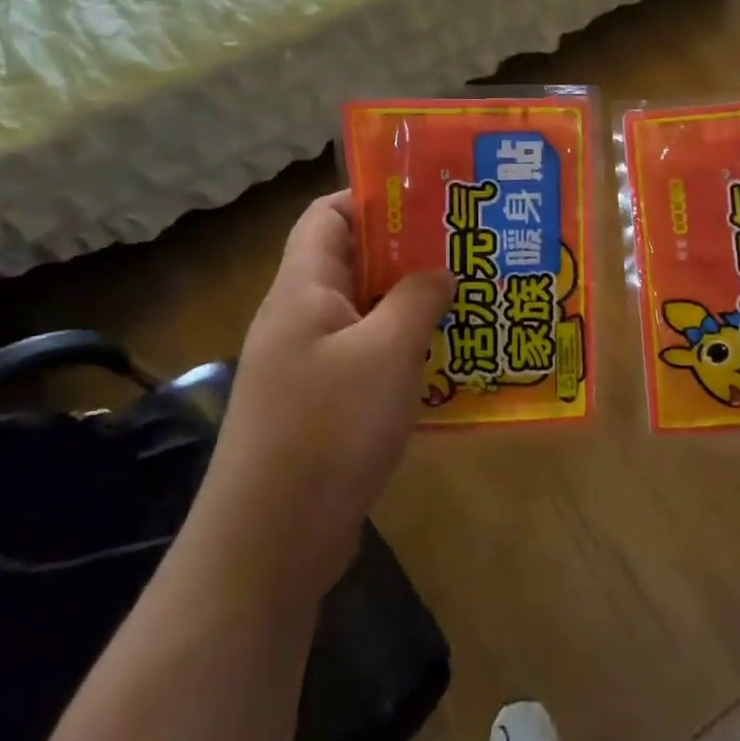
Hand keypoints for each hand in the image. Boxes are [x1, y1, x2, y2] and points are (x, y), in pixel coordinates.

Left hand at [187, 192, 453, 605]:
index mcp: (302, 291)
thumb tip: (440, 270)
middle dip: (408, 252)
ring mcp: (309, 365)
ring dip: (412, 304)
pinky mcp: (323, 405)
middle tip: (466, 247)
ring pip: (366, 314)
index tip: (429, 199)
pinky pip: (368, 358)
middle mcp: (300, 319)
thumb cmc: (327, 429)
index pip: (326, 216)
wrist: (271, 542)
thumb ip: (417, 299)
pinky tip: (447, 360)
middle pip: (353, 263)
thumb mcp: (385, 353)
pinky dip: (404, 350)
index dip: (372, 197)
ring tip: (468, 297)